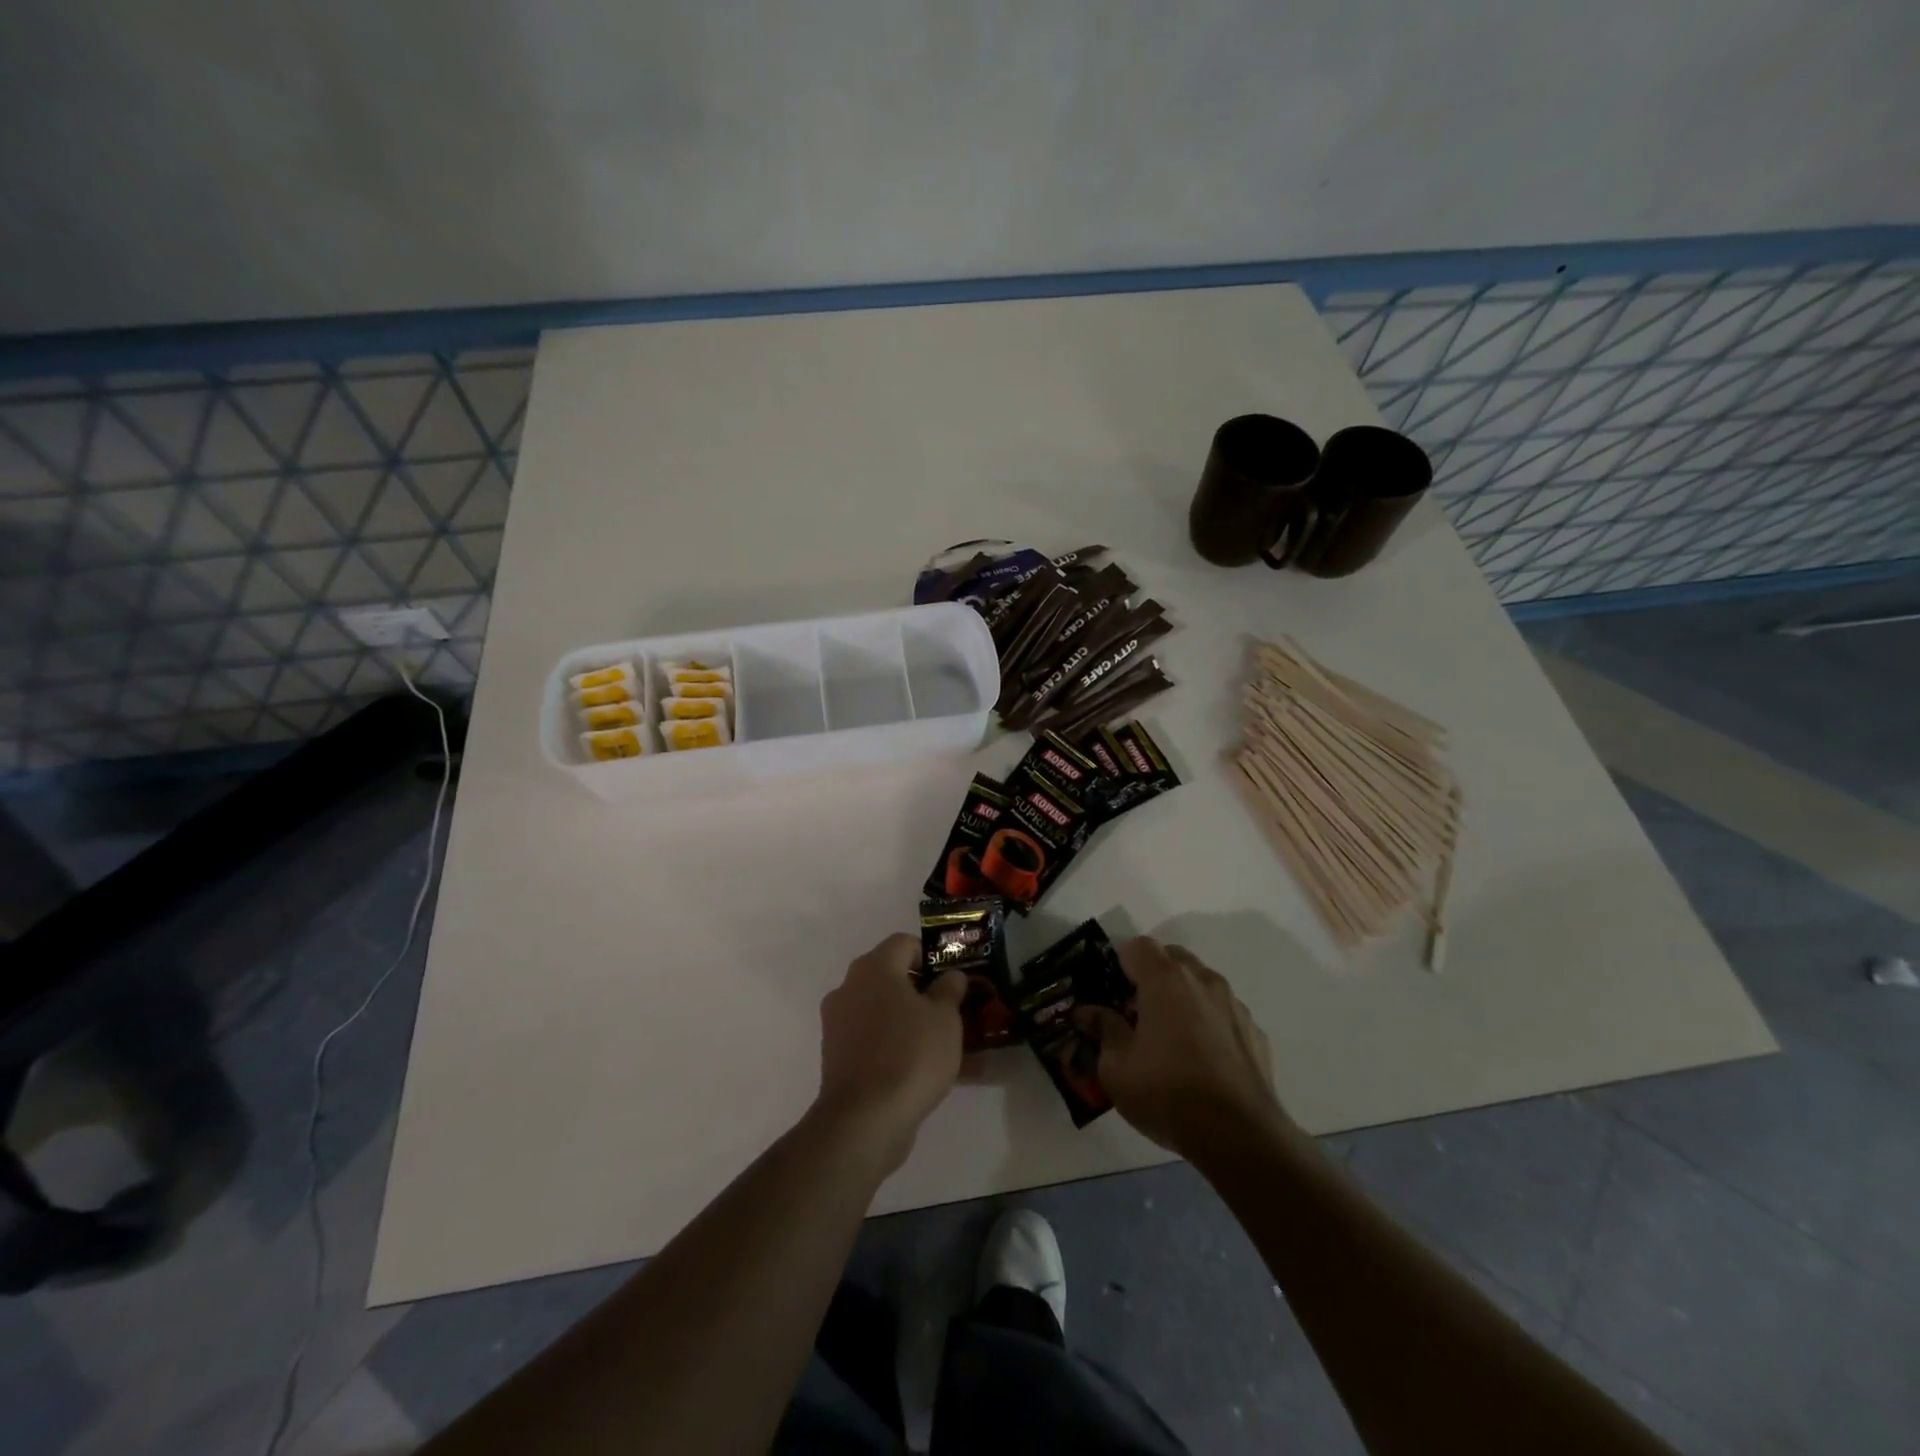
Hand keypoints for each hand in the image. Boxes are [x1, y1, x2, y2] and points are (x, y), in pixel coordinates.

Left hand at [812, 933, 965, 1173]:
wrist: (864, 1120)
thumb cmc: (911, 1055)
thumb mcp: (945, 1018)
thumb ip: (950, 989)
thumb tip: (950, 976)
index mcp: (874, 968)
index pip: (904, 943)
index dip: (931, 957)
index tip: (952, 981)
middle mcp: (850, 987)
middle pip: (890, 977)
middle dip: (922, 991)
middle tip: (951, 1011)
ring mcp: (838, 1023)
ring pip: (883, 1012)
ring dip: (910, 1022)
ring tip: (944, 1045)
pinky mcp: (836, 1056)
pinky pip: (874, 1041)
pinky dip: (896, 1047)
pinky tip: (923, 1070)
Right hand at [1076, 938, 1287, 1155]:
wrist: (1240, 1136)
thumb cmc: (1167, 1093)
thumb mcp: (1116, 1067)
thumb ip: (1103, 1029)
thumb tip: (1088, 1012)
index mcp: (1165, 979)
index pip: (1138, 945)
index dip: (1122, 963)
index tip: (1114, 993)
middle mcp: (1202, 980)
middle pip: (1173, 958)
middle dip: (1153, 976)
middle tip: (1139, 1013)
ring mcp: (1234, 1004)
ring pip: (1201, 984)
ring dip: (1184, 998)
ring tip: (1173, 1040)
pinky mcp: (1256, 1031)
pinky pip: (1223, 1013)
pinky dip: (1210, 1023)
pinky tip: (1203, 1062)